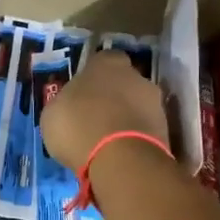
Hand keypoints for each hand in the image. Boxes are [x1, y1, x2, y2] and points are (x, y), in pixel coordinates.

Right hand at [40, 49, 168, 170]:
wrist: (119, 159)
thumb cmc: (78, 126)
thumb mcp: (53, 113)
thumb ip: (65, 102)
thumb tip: (70, 105)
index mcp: (106, 63)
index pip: (102, 60)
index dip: (92, 76)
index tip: (82, 93)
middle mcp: (136, 76)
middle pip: (124, 82)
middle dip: (113, 97)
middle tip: (94, 118)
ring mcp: (155, 103)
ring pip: (137, 107)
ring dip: (126, 119)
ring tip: (107, 142)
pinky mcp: (166, 131)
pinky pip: (145, 130)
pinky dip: (134, 139)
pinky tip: (119, 154)